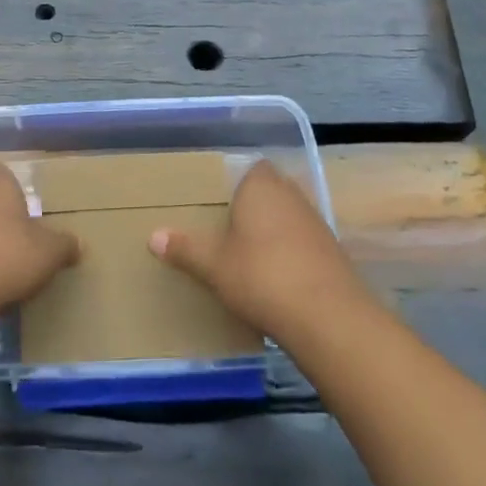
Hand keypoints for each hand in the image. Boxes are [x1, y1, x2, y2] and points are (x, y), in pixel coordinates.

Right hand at [149, 160, 368, 339]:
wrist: (327, 317)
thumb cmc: (262, 276)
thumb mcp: (214, 265)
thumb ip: (185, 248)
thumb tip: (153, 236)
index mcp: (261, 186)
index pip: (250, 168)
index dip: (236, 183)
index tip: (218, 203)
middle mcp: (291, 194)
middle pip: (269, 192)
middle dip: (252, 207)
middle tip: (226, 229)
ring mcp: (316, 222)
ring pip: (287, 217)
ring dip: (272, 232)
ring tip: (247, 256)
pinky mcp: (332, 251)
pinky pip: (302, 242)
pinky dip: (289, 253)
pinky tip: (275, 278)